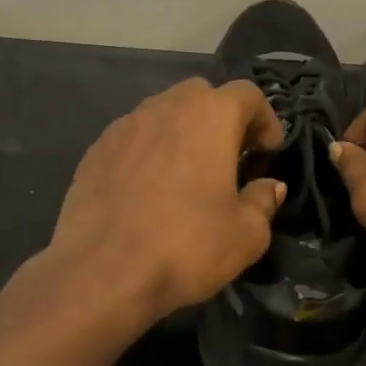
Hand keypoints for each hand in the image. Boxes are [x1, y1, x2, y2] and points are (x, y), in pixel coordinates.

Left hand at [45, 78, 286, 324]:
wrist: (100, 271)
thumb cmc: (184, 246)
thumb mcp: (246, 235)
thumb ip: (263, 202)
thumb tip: (268, 186)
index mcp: (210, 116)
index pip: (248, 94)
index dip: (265, 119)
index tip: (268, 152)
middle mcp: (167, 106)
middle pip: (203, 94)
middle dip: (222, 118)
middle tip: (230, 156)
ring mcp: (126, 124)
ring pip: (164, 111)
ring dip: (183, 131)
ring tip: (187, 172)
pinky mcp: (97, 148)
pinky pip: (134, 136)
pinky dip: (149, 150)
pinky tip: (148, 188)